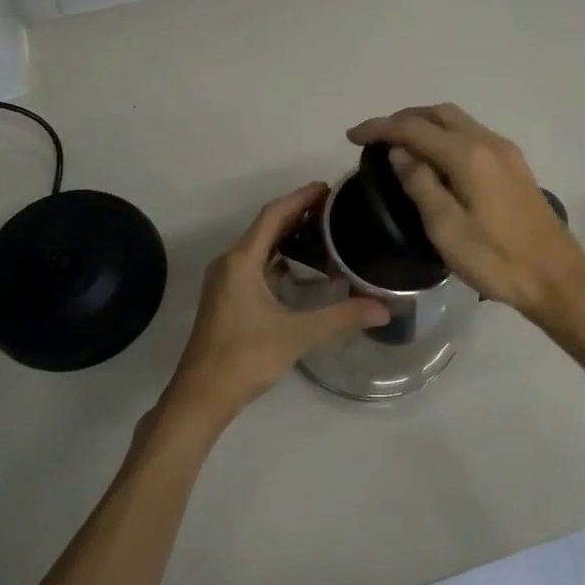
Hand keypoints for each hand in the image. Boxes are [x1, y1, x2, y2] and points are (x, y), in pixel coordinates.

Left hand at [163, 182, 388, 428]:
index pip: (272, 215)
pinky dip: (277, 259)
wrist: (200, 397)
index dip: (299, 198)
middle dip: (296, 213)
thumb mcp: (297, 335)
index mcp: (241, 261)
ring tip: (321, 233)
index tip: (327, 188)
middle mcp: (229, 264)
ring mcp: (224, 282)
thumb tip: (384, 308)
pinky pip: (254, 265)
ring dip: (286, 236)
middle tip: (332, 208)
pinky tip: (300, 270)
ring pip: (258, 247)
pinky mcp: (225, 299)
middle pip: (265, 227)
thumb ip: (341, 318)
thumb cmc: (244, 358)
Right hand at [347, 104, 584, 321]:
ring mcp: (506, 153)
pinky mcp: (514, 167)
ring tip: (399, 145)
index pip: (414, 128)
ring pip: (457, 121)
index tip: (352, 136)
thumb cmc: (497, 259)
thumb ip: (420, 183)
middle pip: (438, 113)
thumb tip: (399, 153)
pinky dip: (445, 136)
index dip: (380, 128)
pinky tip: (435, 159)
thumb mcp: (446, 228)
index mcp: (468, 155)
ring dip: (425, 124)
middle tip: (375, 138)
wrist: (557, 279)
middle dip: (403, 118)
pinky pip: (471, 135)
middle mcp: (488, 142)